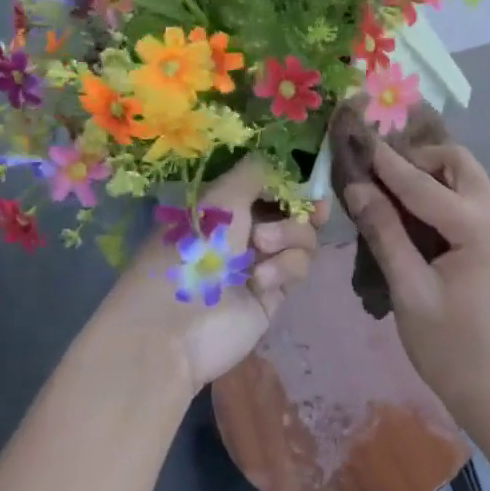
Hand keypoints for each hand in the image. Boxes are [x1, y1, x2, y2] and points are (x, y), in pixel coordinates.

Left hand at [102, 156, 328, 394]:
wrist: (175, 327)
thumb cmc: (189, 251)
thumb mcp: (219, 199)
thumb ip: (257, 173)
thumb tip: (283, 162)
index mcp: (223, 205)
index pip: (267, 184)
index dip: (290, 181)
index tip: (308, 179)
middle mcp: (242, 230)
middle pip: (292, 209)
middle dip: (302, 207)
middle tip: (314, 209)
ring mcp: (259, 262)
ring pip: (301, 237)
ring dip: (290, 235)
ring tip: (262, 246)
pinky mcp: (273, 293)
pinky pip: (298, 267)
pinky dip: (285, 267)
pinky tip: (261, 280)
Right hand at [343, 142, 489, 426]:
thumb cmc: (451, 349)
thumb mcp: (409, 290)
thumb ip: (384, 233)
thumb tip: (357, 188)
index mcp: (479, 228)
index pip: (423, 183)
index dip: (386, 163)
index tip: (358, 139)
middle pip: (458, 163)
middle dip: (418, 159)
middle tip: (379, 173)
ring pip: (467, 178)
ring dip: (432, 174)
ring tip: (391, 189)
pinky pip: (471, 200)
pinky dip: (443, 194)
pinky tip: (415, 213)